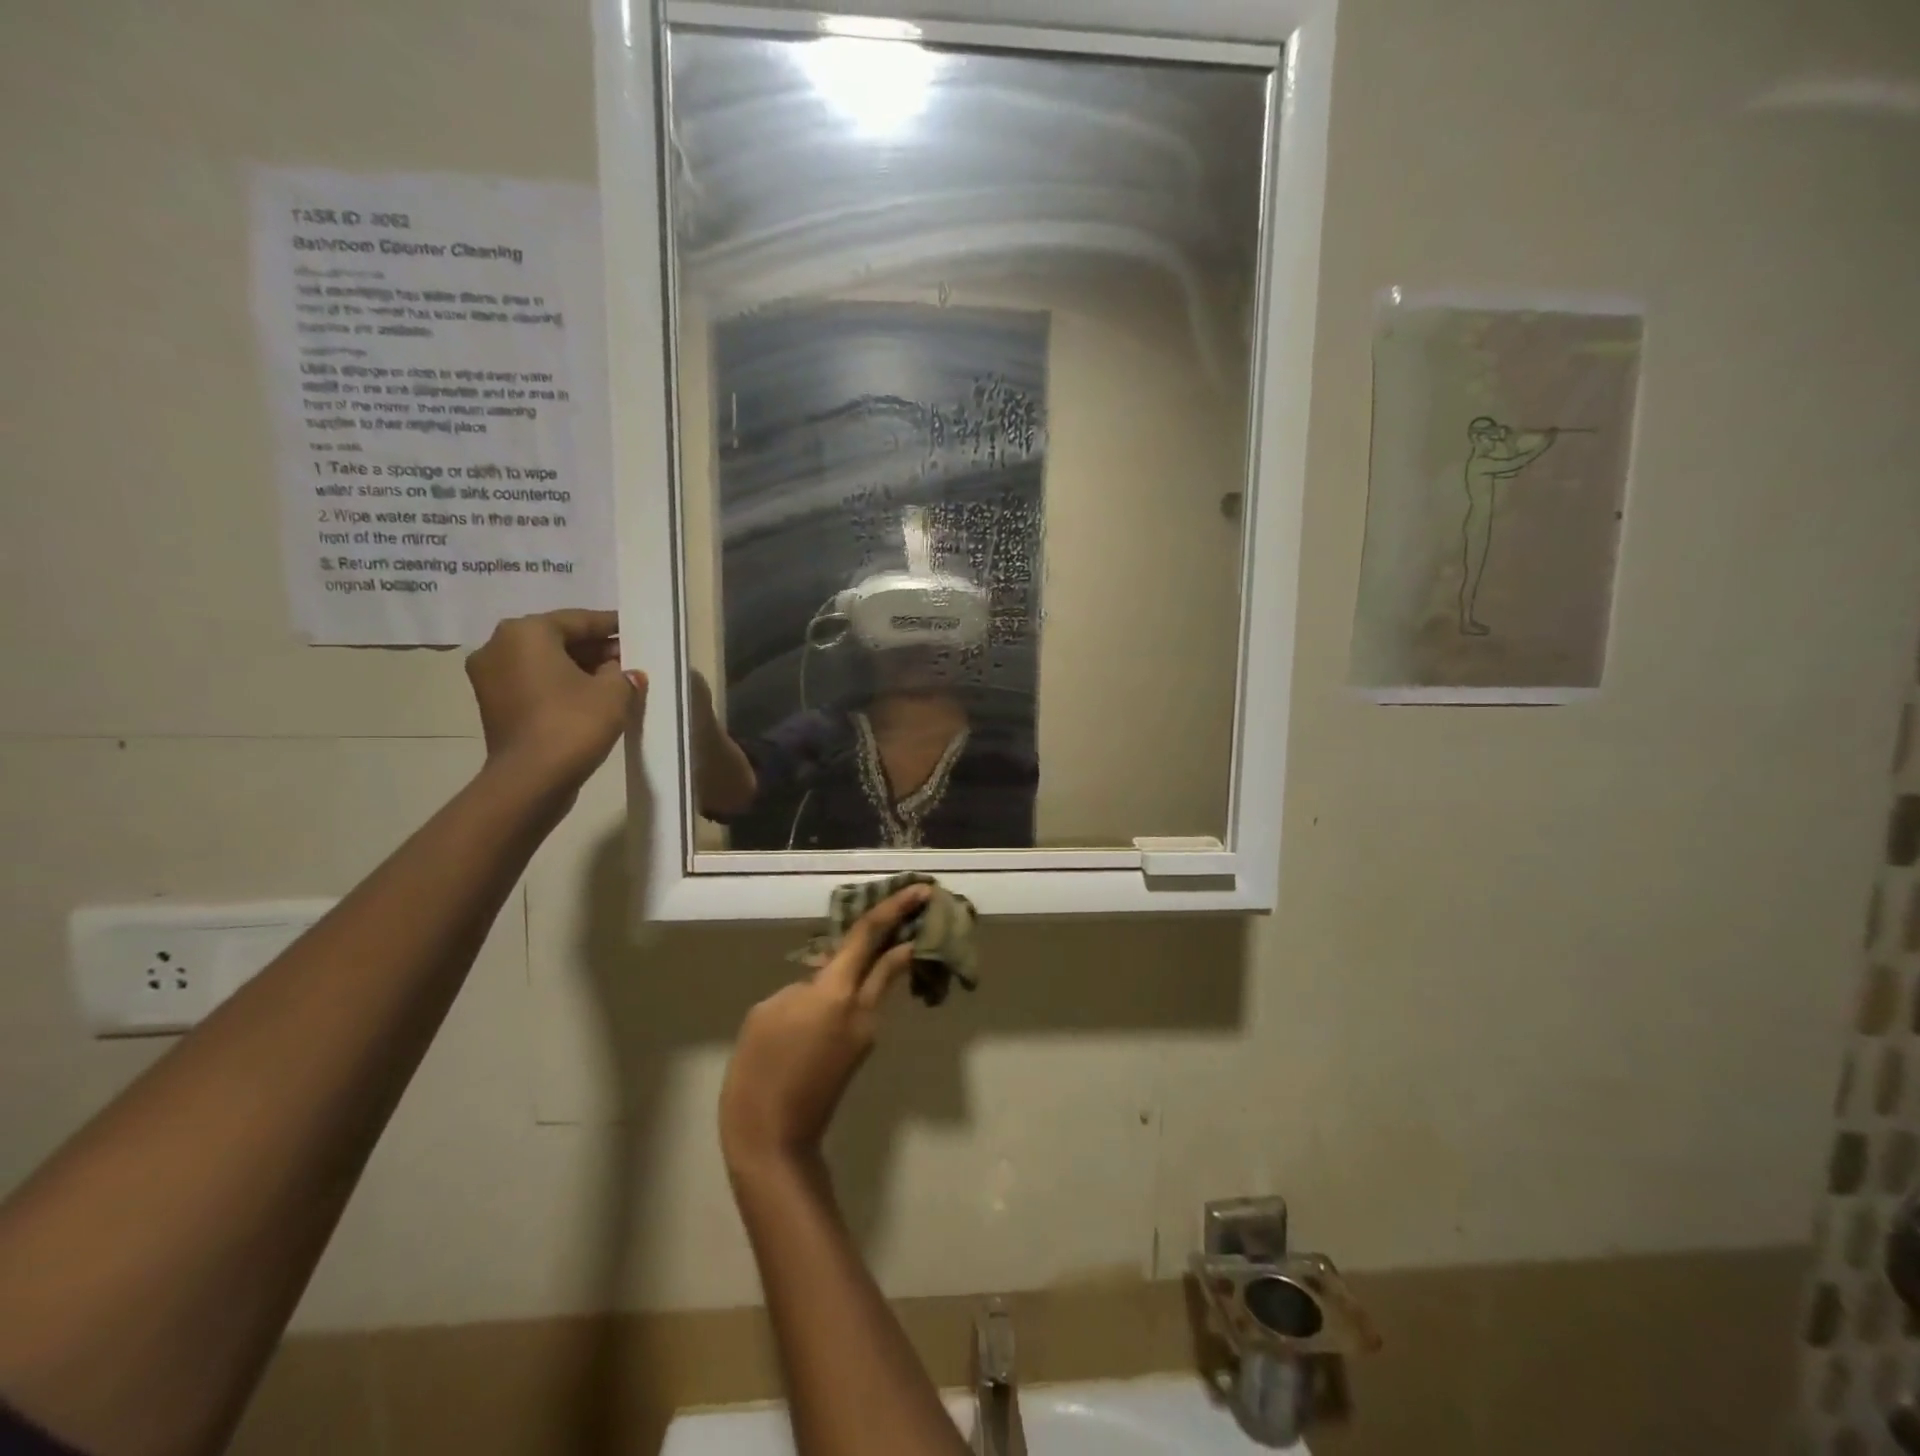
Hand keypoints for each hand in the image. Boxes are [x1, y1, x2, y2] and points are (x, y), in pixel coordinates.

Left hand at [466, 610, 645, 791]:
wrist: (531, 779)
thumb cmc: (573, 723)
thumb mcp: (614, 692)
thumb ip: (623, 673)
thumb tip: (625, 671)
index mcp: (526, 632)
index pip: (579, 620)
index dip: (611, 626)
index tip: (634, 630)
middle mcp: (498, 645)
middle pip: (557, 639)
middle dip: (594, 648)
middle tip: (628, 657)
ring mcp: (489, 676)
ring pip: (544, 662)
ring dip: (577, 667)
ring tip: (614, 679)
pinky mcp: (493, 704)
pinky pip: (533, 682)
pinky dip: (559, 684)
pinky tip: (589, 697)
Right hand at [720, 884, 931, 1177]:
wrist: (775, 1138)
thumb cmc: (760, 1069)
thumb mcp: (768, 1011)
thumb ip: (801, 987)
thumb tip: (820, 984)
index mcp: (836, 992)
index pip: (870, 937)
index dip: (895, 909)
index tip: (920, 888)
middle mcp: (862, 1007)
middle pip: (893, 959)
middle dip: (908, 929)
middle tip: (920, 904)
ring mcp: (867, 1031)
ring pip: (881, 983)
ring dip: (884, 957)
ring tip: (873, 936)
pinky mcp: (860, 1050)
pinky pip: (866, 1004)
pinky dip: (862, 984)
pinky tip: (838, 983)